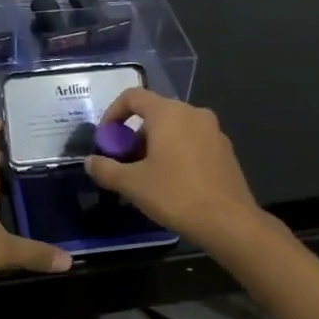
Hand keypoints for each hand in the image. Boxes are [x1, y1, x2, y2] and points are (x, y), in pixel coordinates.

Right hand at [84, 88, 266, 249]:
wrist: (229, 222)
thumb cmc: (176, 195)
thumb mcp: (132, 184)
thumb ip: (106, 169)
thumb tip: (89, 162)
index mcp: (168, 113)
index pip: (133, 96)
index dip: (113, 113)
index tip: (106, 139)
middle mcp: (192, 112)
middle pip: (154, 113)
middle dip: (133, 134)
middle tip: (124, 162)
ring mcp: (213, 130)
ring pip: (174, 127)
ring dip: (155, 144)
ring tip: (146, 174)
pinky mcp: (225, 149)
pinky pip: (192, 140)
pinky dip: (176, 151)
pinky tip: (173, 181)